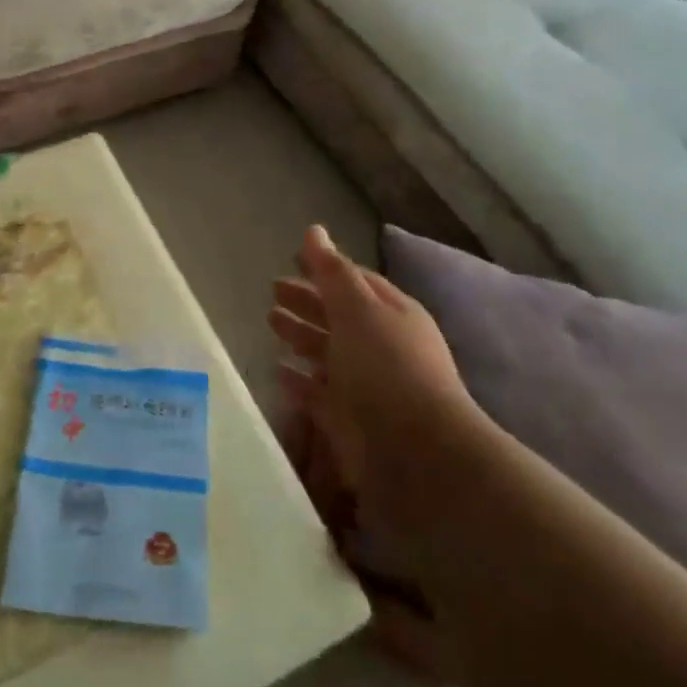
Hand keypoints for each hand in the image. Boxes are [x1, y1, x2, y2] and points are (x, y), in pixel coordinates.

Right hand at [270, 226, 490, 683]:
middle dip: (307, 301)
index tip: (291, 259)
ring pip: (327, 353)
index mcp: (392, 314)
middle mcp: (381, 347)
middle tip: (272, 290)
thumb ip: (332, 272)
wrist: (417, 457)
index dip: (324, 269)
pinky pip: (318, 393)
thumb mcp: (359, 309)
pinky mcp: (349, 421)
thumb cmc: (388, 369)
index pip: (354, 282)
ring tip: (269, 323)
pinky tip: (278, 372)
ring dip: (300, 337)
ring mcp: (365, 386)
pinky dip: (299, 381)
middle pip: (338, 316)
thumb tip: (314, 230)